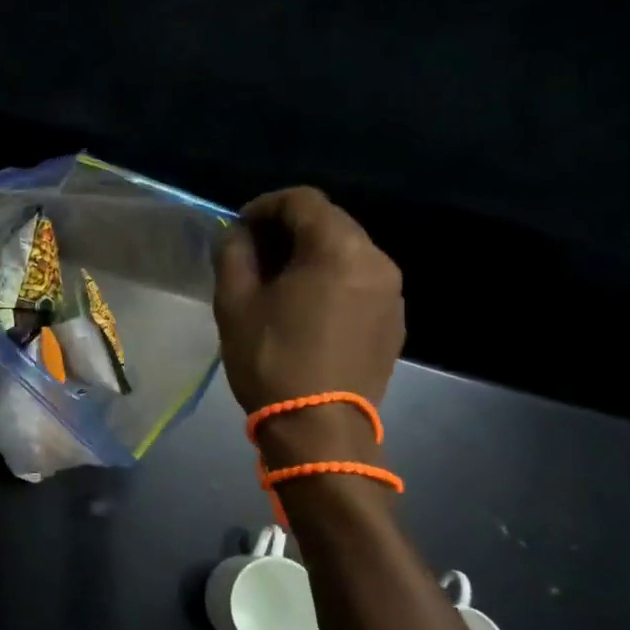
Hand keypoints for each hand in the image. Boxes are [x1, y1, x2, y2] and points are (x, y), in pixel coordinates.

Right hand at [213, 188, 403, 461]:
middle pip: (329, 222)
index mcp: (339, 248)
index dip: (265, 206)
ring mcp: (392, 293)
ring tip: (278, 283)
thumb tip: (241, 235)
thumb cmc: (272, 358)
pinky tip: (306, 309)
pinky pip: (360, 282)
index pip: (302, 200)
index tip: (239, 229)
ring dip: (310, 255)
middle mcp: (376, 260)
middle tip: (254, 254)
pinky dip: (331, 281)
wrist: (319, 429)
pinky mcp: (394, 322)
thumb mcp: (235, 301)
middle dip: (288, 230)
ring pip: (346, 252)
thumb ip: (235, 252)